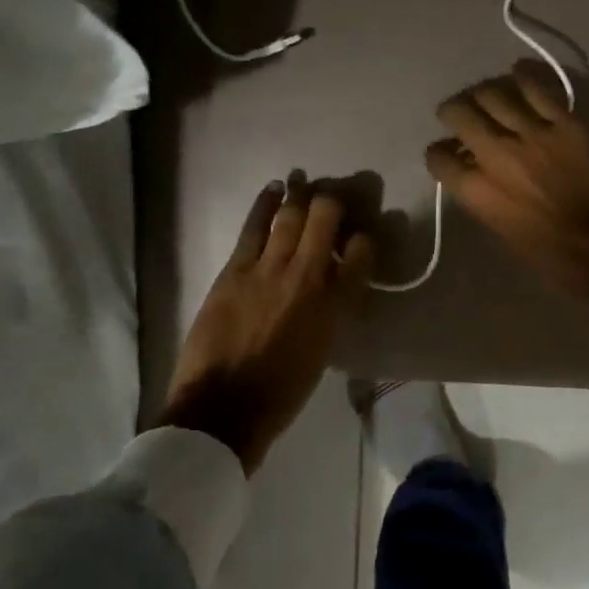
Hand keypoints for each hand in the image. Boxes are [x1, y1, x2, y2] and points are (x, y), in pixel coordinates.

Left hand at [160, 172, 373, 474]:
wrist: (223, 409)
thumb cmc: (280, 393)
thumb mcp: (321, 353)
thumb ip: (330, 313)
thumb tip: (330, 287)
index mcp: (335, 306)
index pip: (360, 256)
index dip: (365, 239)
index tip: (362, 235)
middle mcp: (307, 278)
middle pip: (325, 223)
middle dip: (332, 203)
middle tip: (333, 197)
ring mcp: (269, 269)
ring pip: (290, 217)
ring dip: (299, 194)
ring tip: (303, 179)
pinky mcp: (236, 270)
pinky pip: (254, 227)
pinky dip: (265, 203)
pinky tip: (273, 189)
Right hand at [424, 60, 588, 301]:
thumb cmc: (550, 254)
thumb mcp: (500, 230)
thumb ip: (482, 196)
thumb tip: (474, 173)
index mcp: (476, 191)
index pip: (438, 157)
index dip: (439, 154)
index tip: (447, 154)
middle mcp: (495, 155)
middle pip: (459, 114)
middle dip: (452, 112)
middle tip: (459, 114)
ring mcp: (531, 134)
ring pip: (493, 95)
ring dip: (483, 94)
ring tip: (486, 97)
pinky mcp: (564, 123)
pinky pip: (537, 89)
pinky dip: (523, 76)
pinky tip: (518, 72)